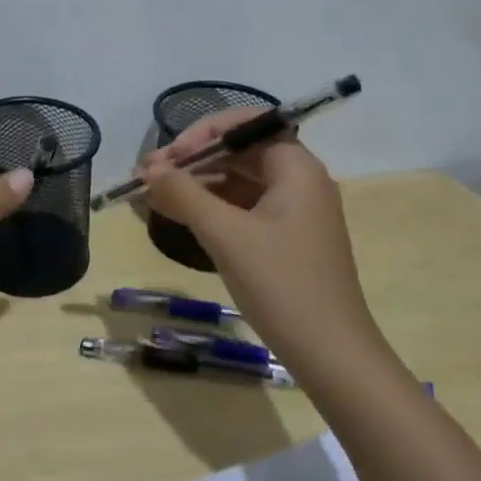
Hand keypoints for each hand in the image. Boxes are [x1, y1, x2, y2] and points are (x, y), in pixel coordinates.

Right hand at [141, 108, 384, 374]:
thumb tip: (149, 170)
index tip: (169, 157)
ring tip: (153, 195)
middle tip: (148, 175)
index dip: (202, 133)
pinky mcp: (286, 239)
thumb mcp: (225, 234)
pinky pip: (243, 208)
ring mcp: (294, 212)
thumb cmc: (282, 284)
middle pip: (239, 152)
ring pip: (238, 181)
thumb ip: (183, 193)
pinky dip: (211, 208)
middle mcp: (299, 181)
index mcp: (296, 168)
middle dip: (192, 160)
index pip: (245, 125)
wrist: (332, 355)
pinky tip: (179, 216)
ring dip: (196, 184)